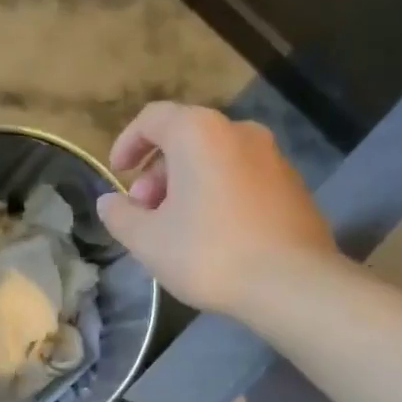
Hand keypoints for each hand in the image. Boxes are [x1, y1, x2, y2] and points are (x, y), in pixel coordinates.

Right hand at [97, 102, 336, 316]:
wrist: (292, 282)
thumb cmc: (209, 253)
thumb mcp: (148, 240)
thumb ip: (121, 216)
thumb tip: (109, 202)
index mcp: (199, 133)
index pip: (153, 118)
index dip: (128, 143)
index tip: (117, 174)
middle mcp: (239, 131)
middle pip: (186, 138)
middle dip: (158, 172)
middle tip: (145, 212)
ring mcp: (272, 157)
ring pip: (216, 160)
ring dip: (188, 185)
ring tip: (176, 228)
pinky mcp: (293, 185)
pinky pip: (241, 178)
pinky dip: (218, 194)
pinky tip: (214, 235)